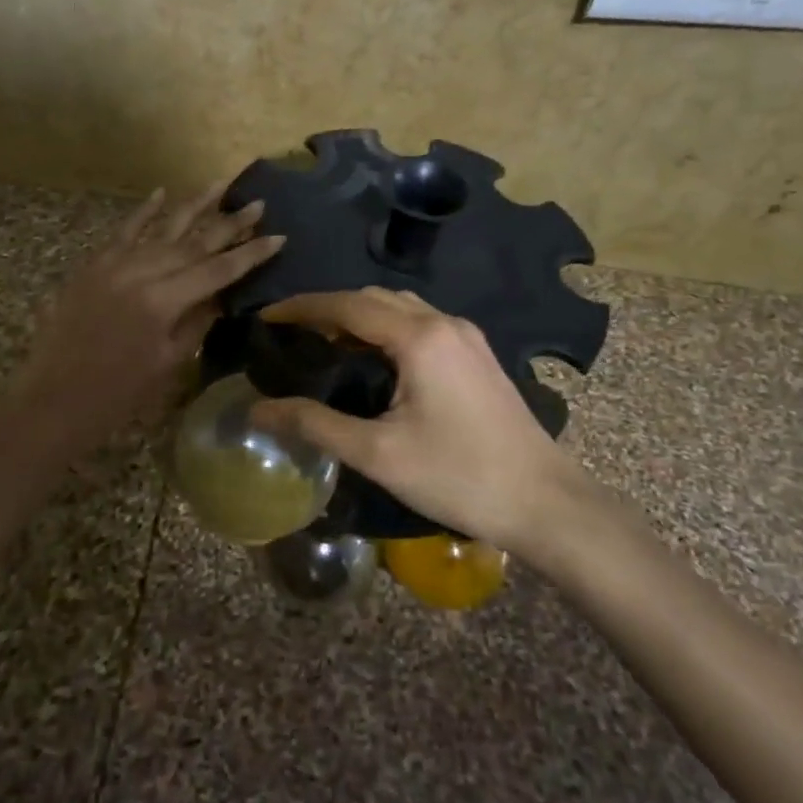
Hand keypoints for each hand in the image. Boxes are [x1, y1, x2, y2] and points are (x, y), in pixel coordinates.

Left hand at [8, 183, 284, 452]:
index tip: (278, 237)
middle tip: (258, 203)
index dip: (250, 254)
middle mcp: (141, 272)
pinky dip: (144, 212)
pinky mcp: (93, 265)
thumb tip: (224, 292)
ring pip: (162, 229)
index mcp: (164, 301)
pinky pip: (123, 232)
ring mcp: (114, 264)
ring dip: (194, 206)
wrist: (54, 399)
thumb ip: (198, 320)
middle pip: (194, 242)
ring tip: (220, 184)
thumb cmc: (119, 393)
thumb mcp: (169, 361)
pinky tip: (161, 192)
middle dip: (229, 223)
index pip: (218, 270)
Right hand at [247, 289, 590, 551]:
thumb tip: (257, 411)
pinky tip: (372, 359)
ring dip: (358, 316)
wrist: (545, 503)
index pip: (347, 304)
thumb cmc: (459, 476)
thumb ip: (314, 425)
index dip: (302, 307)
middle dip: (328, 308)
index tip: (266, 317)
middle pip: (373, 298)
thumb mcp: (378, 454)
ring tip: (323, 343)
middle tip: (290, 333)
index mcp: (419, 337)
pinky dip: (386, 329)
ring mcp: (466, 337)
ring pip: (399, 308)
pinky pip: (420, 324)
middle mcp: (443, 322)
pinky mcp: (477, 355)